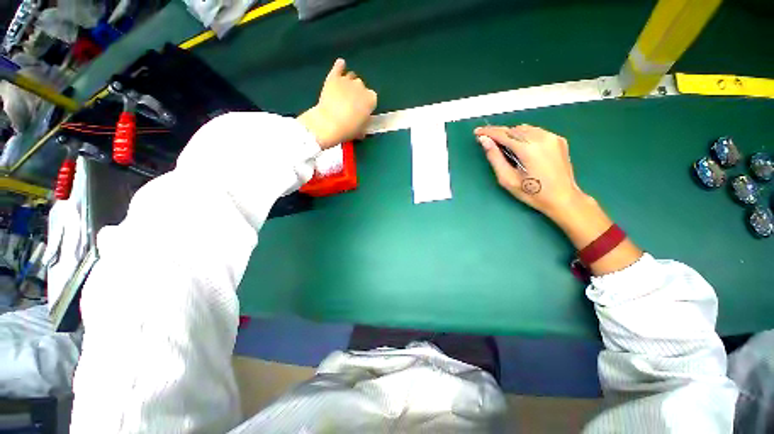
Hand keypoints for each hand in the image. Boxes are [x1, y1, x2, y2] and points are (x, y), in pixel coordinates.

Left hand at [298, 59, 377, 149]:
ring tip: (343, 92)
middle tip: (351, 103)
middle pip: (361, 86)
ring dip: (349, 82)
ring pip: (351, 77)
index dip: (366, 104)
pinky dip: (340, 66)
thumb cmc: (348, 130)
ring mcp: (347, 80)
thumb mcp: (361, 130)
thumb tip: (362, 124)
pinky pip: (338, 67)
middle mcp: (361, 86)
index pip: (372, 98)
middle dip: (357, 93)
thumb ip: (364, 123)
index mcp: (371, 99)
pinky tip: (340, 65)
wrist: (329, 124)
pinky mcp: (333, 77)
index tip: (361, 110)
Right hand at [474, 124, 585, 219]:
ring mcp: (552, 137)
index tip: (477, 132)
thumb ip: (495, 158)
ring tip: (503, 145)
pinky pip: (536, 132)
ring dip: (511, 134)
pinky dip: (524, 135)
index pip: (503, 134)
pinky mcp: (558, 139)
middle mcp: (542, 137)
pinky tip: (521, 146)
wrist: (563, 198)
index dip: (488, 132)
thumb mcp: (507, 179)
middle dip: (499, 133)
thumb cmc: (532, 193)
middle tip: (487, 140)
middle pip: (514, 129)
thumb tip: (484, 141)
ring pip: (525, 128)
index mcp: (528, 148)